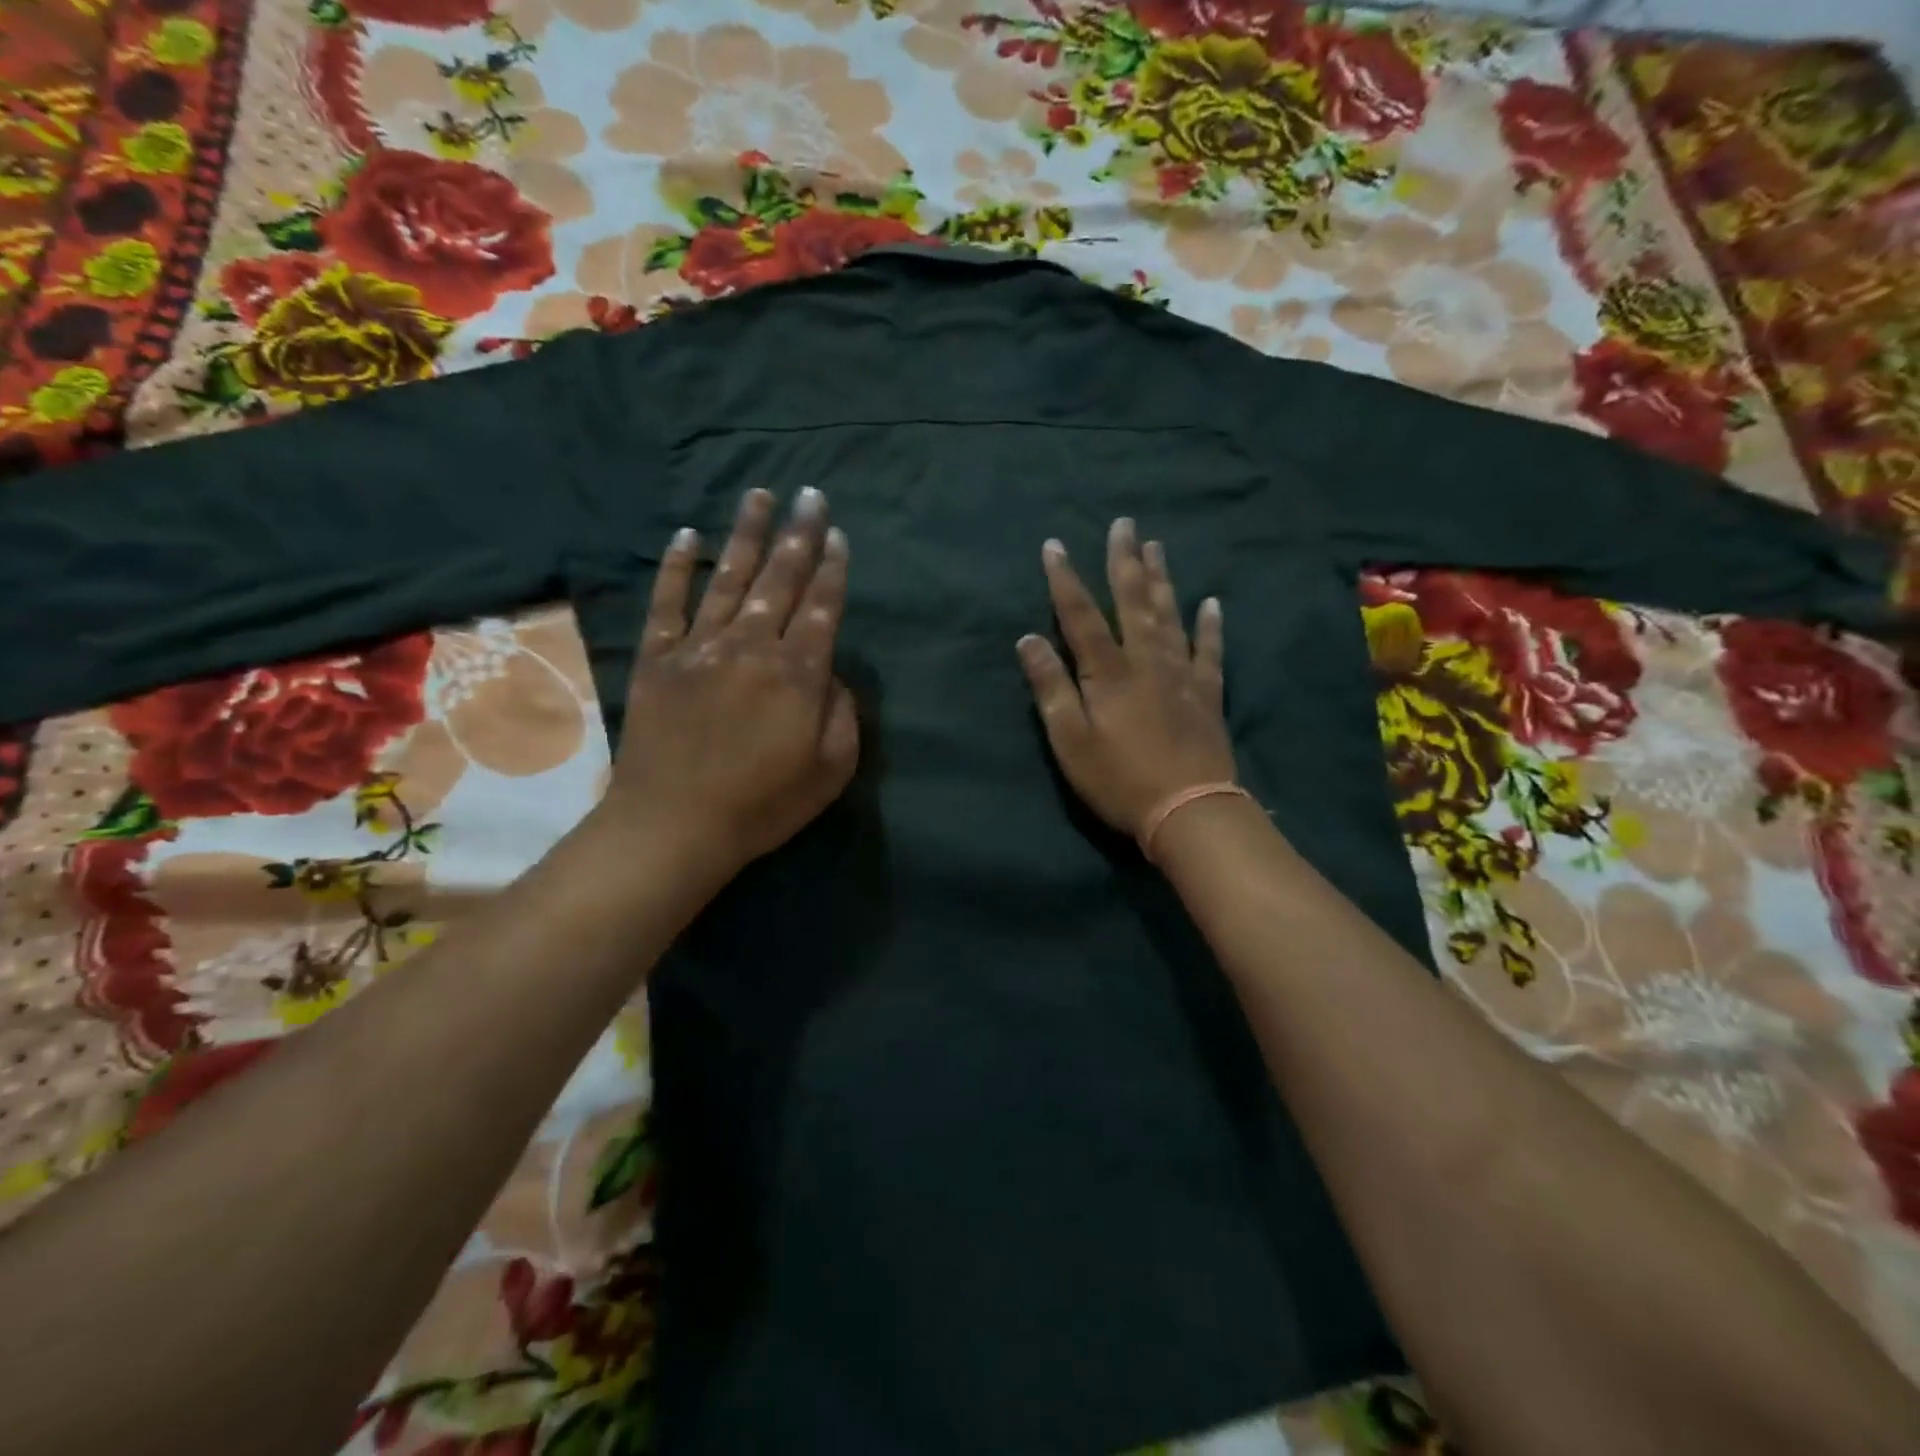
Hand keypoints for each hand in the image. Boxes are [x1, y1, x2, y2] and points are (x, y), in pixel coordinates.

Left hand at [599, 487, 858, 881]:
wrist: (675, 826)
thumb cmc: (763, 805)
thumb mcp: (831, 769)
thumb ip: (841, 713)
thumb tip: (830, 674)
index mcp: (797, 674)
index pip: (821, 608)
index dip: (832, 570)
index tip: (837, 534)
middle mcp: (751, 647)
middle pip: (781, 580)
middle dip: (799, 535)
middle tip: (810, 494)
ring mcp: (699, 648)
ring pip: (729, 578)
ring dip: (746, 534)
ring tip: (760, 495)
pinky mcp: (657, 659)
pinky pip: (667, 603)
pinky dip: (675, 568)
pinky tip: (685, 536)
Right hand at [1017, 519, 1235, 839]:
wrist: (1188, 809)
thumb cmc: (1118, 779)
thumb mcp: (1070, 740)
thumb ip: (1050, 688)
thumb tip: (1028, 640)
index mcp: (1108, 672)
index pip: (1080, 615)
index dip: (1065, 579)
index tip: (1055, 545)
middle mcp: (1146, 660)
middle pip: (1133, 601)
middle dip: (1124, 561)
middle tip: (1124, 523)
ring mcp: (1181, 674)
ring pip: (1170, 614)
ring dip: (1161, 578)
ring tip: (1156, 546)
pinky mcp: (1207, 693)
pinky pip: (1210, 650)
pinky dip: (1210, 625)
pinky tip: (1211, 602)